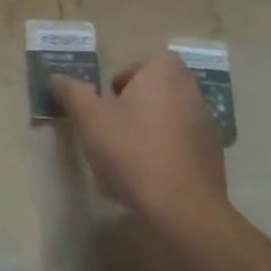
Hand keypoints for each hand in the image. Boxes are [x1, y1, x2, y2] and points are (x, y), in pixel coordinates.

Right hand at [50, 52, 228, 233]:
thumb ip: (71, 93)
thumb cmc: (133, 152)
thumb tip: (57, 78)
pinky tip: (151, 173)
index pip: (149, 60)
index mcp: (164, 75)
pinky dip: (169, 149)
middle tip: (115, 122)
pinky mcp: (214, 156)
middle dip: (138, 100)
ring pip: (174, 114)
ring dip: (154, 124)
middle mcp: (191, 92)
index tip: (110, 99)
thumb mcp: (90, 119)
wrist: (183, 210)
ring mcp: (207, 125)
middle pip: (161, 86)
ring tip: (130, 151)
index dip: (128, 76)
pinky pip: (185, 141)